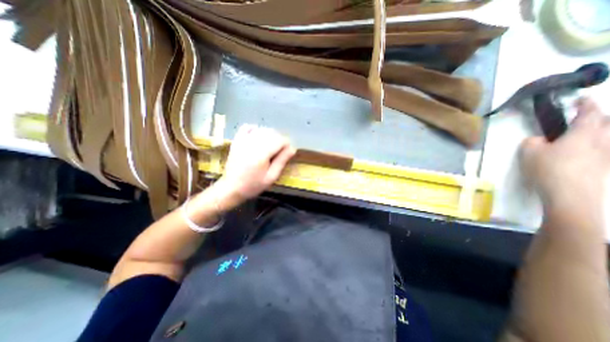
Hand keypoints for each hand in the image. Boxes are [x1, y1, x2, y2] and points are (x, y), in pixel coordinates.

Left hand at [215, 123, 295, 207]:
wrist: (231, 187)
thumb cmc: (253, 185)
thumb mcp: (271, 177)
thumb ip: (281, 161)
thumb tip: (292, 148)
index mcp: (261, 154)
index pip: (280, 140)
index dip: (287, 145)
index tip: (287, 153)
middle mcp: (252, 143)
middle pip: (272, 133)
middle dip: (280, 140)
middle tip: (280, 151)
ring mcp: (243, 140)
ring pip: (262, 129)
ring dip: (270, 135)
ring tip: (271, 146)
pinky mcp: (237, 140)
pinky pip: (247, 127)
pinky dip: (255, 129)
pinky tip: (258, 137)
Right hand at [519, 97, 609, 228]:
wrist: (571, 195)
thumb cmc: (548, 169)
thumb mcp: (529, 152)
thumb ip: (533, 141)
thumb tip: (539, 140)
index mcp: (583, 134)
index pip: (589, 114)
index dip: (586, 105)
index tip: (582, 98)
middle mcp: (603, 141)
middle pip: (608, 124)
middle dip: (600, 117)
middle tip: (587, 116)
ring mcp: (608, 155)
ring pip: (609, 138)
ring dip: (602, 132)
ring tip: (588, 134)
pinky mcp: (606, 168)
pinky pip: (605, 151)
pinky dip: (599, 146)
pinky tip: (588, 152)